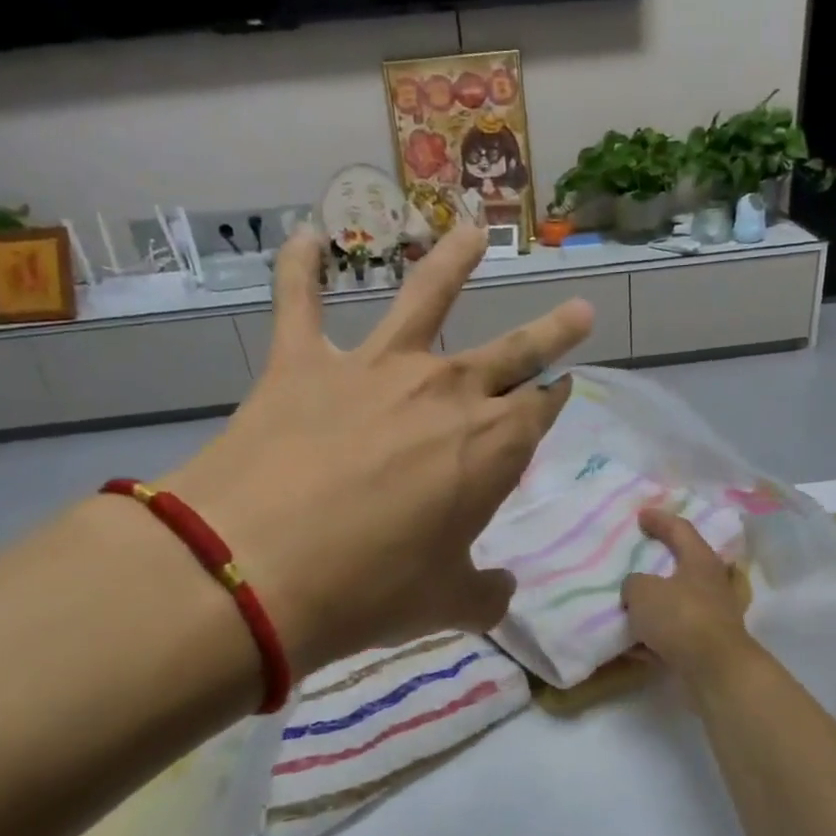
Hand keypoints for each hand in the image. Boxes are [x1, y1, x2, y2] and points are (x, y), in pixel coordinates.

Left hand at [163, 225, 591, 676]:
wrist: (257, 569)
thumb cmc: (371, 589)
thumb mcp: (445, 604)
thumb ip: (484, 594)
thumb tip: (500, 592)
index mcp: (491, 446)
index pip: (540, 410)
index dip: (556, 399)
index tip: (565, 388)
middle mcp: (445, 391)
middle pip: (513, 351)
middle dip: (552, 332)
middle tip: (579, 310)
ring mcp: (374, 369)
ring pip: (425, 298)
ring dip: (452, 262)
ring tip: (471, 231)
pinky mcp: (303, 365)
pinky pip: (300, 302)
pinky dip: (300, 268)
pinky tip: (304, 237)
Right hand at [621, 508, 757, 679]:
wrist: (715, 670)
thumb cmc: (680, 618)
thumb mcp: (642, 592)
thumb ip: (633, 584)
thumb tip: (637, 590)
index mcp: (700, 560)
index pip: (680, 529)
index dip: (659, 520)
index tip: (641, 515)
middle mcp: (711, 584)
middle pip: (683, 566)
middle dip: (658, 564)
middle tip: (635, 561)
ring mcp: (713, 615)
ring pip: (678, 603)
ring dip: (655, 605)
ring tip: (628, 606)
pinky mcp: (708, 645)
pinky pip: (675, 634)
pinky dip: (655, 636)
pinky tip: (633, 645)